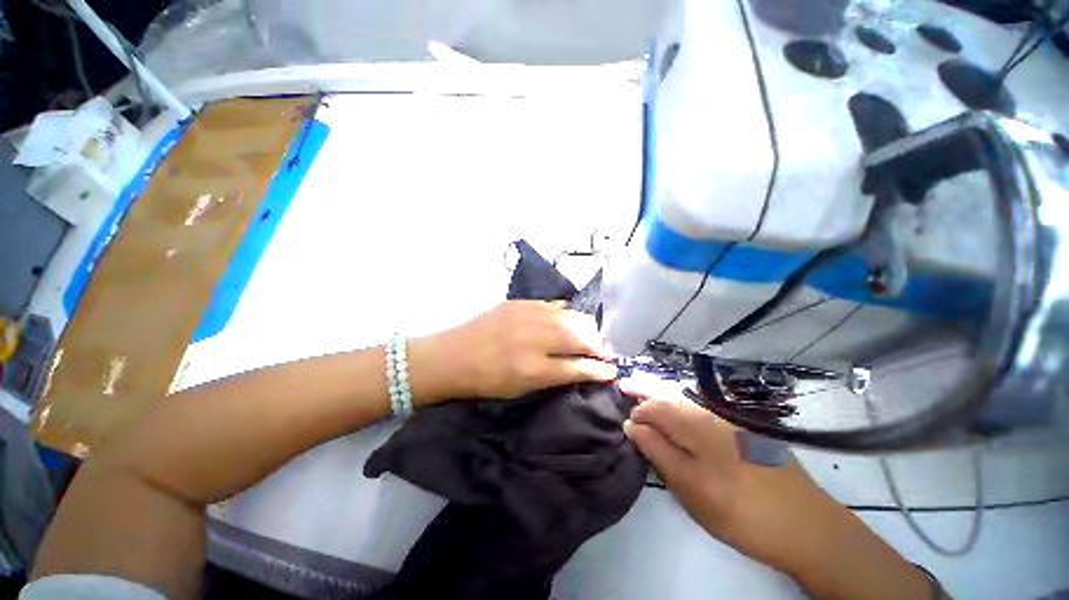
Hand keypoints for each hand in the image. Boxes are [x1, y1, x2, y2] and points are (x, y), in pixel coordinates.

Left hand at [411, 300, 616, 402]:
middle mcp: (534, 339)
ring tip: (588, 334)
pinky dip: (565, 312)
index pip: (578, 367)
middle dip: (597, 344)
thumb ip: (553, 376)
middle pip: (580, 336)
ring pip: (570, 317)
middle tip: (600, 351)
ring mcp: (527, 316)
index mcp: (534, 369)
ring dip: (585, 326)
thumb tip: (580, 367)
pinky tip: (567, 318)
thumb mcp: (521, 389)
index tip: (611, 370)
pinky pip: (553, 304)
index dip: (599, 369)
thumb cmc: (486, 381)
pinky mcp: (519, 303)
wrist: (452, 356)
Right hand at [621, 382, 932, 599]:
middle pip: (668, 395)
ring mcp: (728, 419)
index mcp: (697, 425)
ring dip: (662, 397)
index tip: (625, 422)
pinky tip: (677, 415)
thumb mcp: (691, 489)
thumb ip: (659, 452)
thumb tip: (632, 425)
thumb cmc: (741, 512)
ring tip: (646, 401)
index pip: (654, 406)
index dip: (636, 410)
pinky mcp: (741, 429)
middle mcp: (710, 413)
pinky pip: (700, 409)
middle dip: (645, 391)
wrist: (806, 526)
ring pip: (685, 400)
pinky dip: (681, 406)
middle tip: (626, 389)